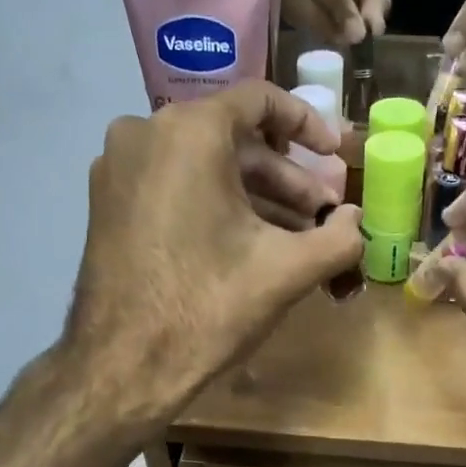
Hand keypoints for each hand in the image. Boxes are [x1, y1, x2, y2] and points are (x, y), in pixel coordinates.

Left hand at [63, 83, 362, 428]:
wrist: (123, 366)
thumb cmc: (208, 307)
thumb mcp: (287, 270)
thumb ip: (339, 237)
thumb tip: (359, 221)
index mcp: (188, 132)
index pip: (260, 100)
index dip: (308, 124)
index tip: (335, 156)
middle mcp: (144, 133)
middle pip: (232, 140)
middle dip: (285, 178)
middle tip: (321, 216)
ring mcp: (117, 169)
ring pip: (202, 166)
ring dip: (254, 197)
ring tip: (294, 238)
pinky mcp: (106, 203)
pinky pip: (173, 186)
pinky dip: (214, 206)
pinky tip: (246, 246)